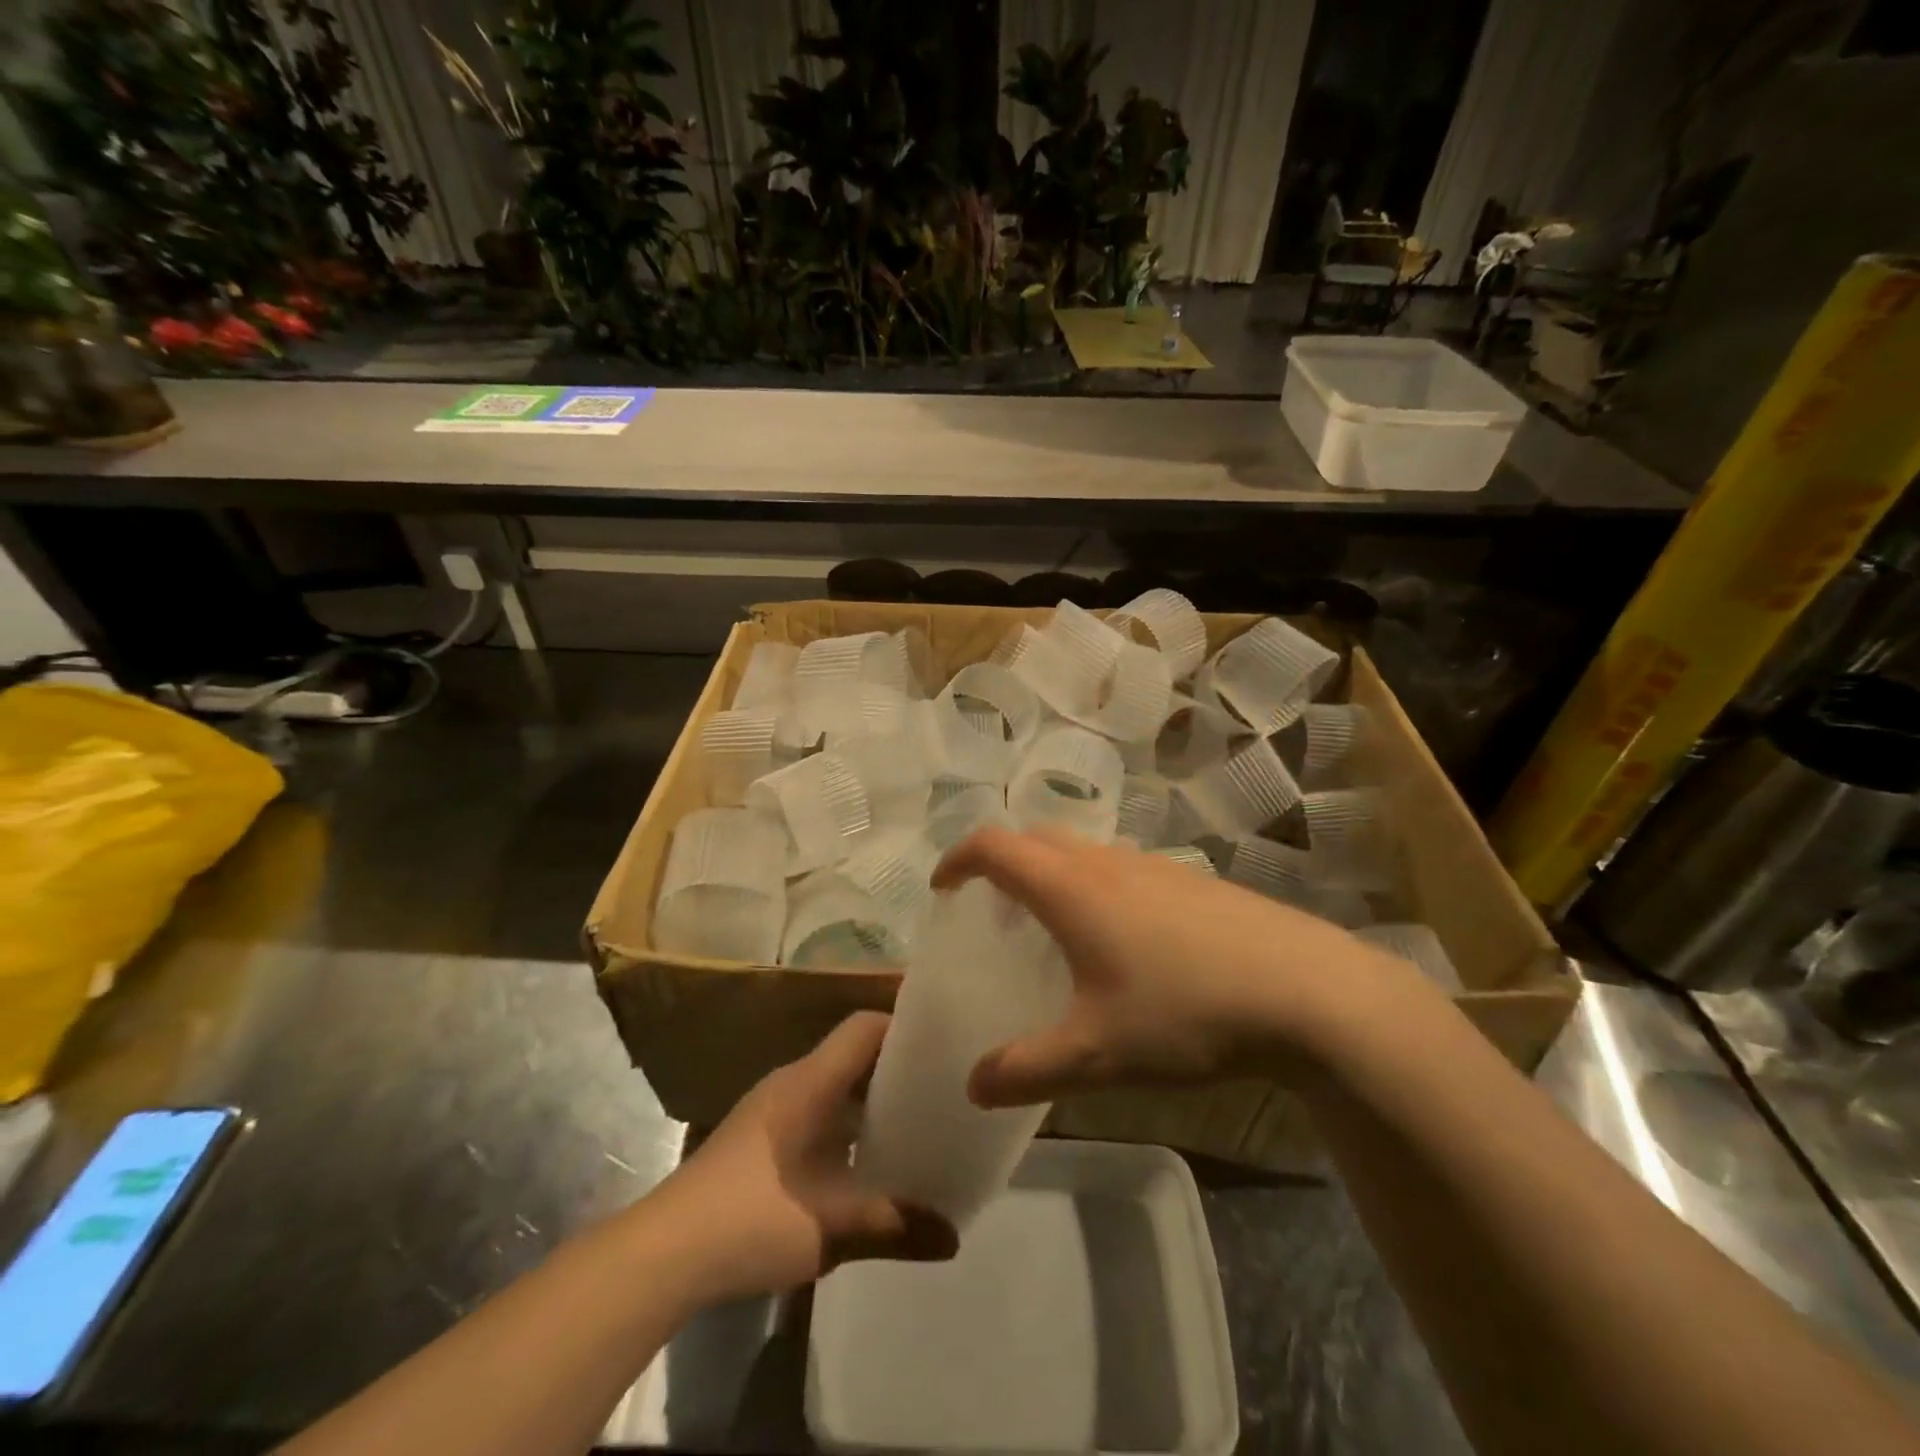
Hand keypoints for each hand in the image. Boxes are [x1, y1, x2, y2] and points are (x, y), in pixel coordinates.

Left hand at [654, 1011, 956, 1300]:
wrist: (663, 1253)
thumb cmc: (751, 1219)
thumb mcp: (832, 1227)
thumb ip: (896, 1226)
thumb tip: (955, 1236)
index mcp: (810, 1081)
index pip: (864, 1027)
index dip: (904, 1027)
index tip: (943, 1045)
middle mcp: (792, 1083)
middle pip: (852, 1054)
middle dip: (896, 1068)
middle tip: (940, 1089)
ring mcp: (771, 1110)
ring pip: (833, 1086)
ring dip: (869, 1100)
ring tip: (914, 1124)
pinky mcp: (758, 1139)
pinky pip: (815, 1111)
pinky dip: (845, 1124)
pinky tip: (863, 1163)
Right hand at [934, 826, 1423, 1107]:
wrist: (1307, 992)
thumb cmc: (1185, 1011)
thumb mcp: (1097, 1054)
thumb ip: (1027, 1069)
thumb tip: (974, 1085)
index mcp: (1071, 888)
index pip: (995, 847)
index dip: (959, 859)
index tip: (942, 887)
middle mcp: (1108, 863)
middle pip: (1037, 838)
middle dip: (1003, 862)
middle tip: (994, 910)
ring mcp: (1156, 867)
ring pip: (1085, 853)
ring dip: (1053, 875)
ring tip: (1055, 930)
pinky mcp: (1194, 884)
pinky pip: (1124, 871)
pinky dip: (1097, 888)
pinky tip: (1124, 945)